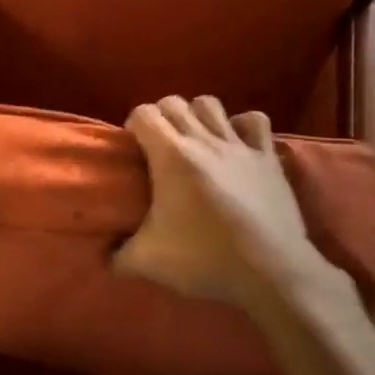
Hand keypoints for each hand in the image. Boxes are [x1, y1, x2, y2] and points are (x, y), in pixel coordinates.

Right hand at [114, 95, 330, 307]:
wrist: (270, 271)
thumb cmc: (204, 258)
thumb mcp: (149, 262)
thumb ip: (118, 256)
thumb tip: (103, 258)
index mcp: (171, 155)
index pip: (143, 114)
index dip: (134, 126)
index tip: (133, 150)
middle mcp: (203, 139)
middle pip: (174, 103)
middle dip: (162, 117)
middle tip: (160, 148)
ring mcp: (238, 144)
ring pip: (211, 104)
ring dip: (198, 115)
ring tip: (195, 141)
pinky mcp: (267, 156)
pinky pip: (255, 121)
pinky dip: (243, 126)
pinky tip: (237, 144)